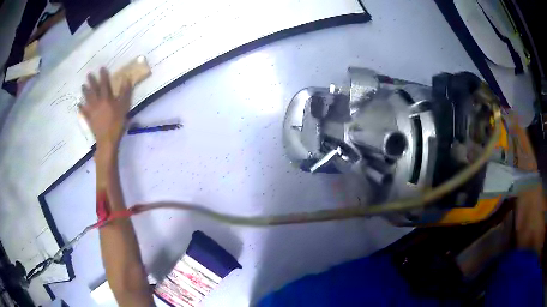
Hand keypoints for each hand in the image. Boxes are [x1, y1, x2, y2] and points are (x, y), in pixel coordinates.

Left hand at [79, 67, 131, 151]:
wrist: (107, 140)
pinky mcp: (89, 119)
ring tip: (82, 86)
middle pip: (93, 90)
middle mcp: (97, 102)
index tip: (101, 68)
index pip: (104, 84)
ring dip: (85, 92)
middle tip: (88, 74)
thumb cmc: (117, 123)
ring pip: (87, 99)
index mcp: (106, 98)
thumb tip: (126, 78)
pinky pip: (83, 112)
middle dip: (91, 81)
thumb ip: (125, 92)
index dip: (103, 75)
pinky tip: (78, 104)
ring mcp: (92, 111)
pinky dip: (81, 108)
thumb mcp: (124, 107)